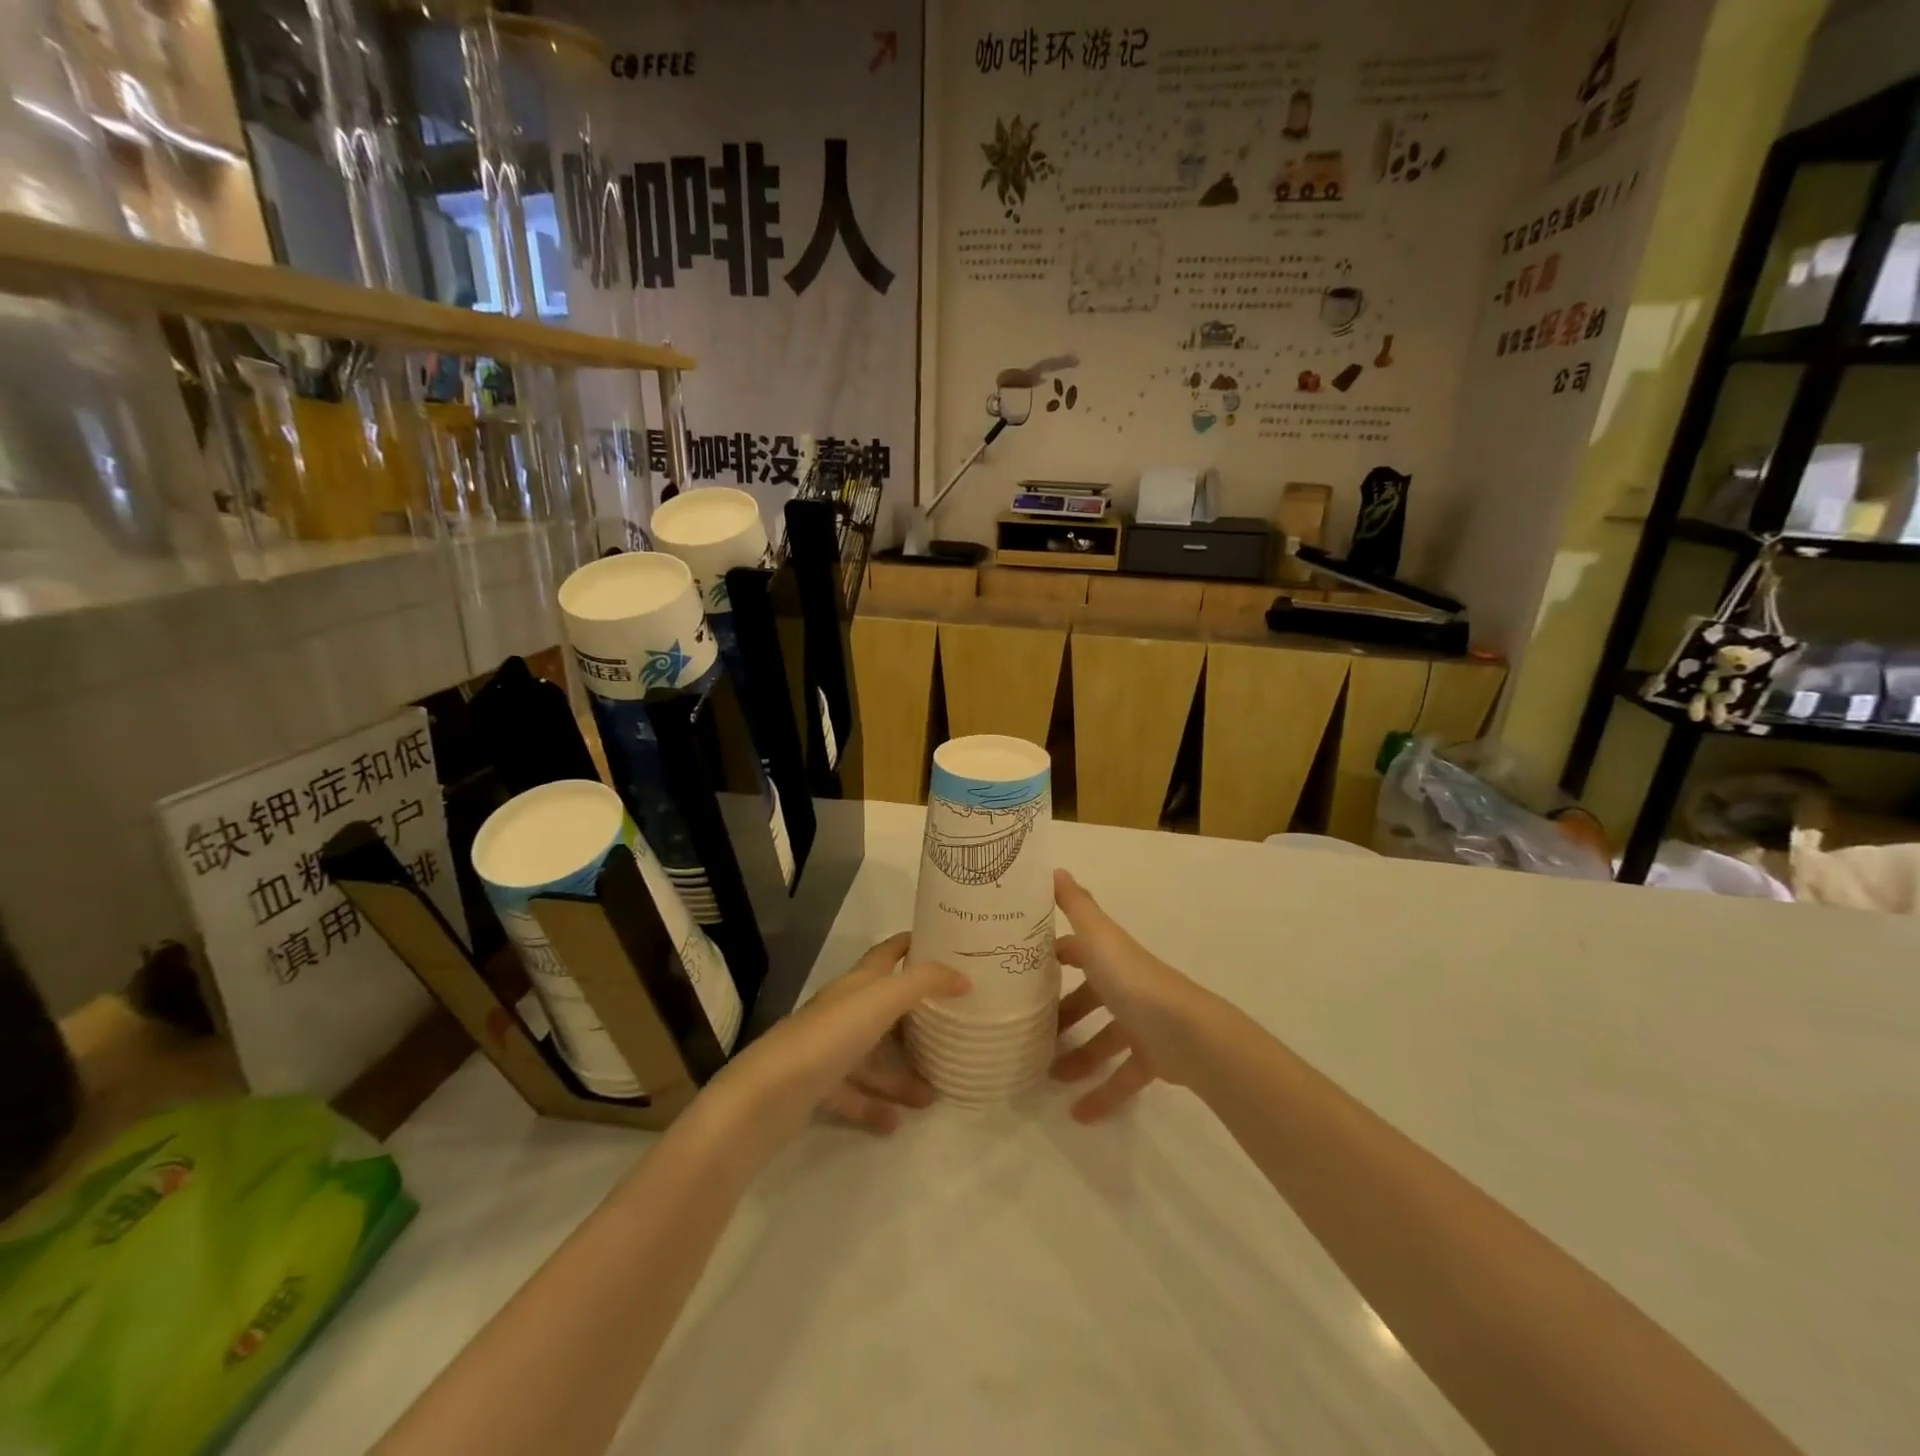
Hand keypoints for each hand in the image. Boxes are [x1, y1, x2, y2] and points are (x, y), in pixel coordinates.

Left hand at [713, 932, 968, 1141]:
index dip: (913, 944)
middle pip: (885, 1008)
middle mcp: (842, 1011)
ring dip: (902, 1073)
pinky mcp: (817, 1087)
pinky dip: (875, 1106)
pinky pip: (854, 1095)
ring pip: (873, 1057)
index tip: (946, 945)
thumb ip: (923, 983)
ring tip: (934, 1093)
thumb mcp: (882, 1000)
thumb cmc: (829, 1037)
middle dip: (919, 1018)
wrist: (767, 1096)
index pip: (888, 952)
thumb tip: (963, 977)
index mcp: (856, 984)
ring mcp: (827, 1050)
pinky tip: (897, 1122)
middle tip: (954, 1027)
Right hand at [1051, 869, 1209, 1120]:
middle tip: (1026, 1029)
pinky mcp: (1153, 1057)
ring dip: (1076, 1056)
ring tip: (1045, 1075)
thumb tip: (1054, 868)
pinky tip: (1078, 1114)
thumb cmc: (1133, 981)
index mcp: (1109, 956)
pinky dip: (1103, 1094)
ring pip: (1103, 1038)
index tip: (1017, 969)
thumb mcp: (1098, 938)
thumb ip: (1076, 906)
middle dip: (1060, 1013)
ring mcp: (1140, 1022)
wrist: (1187, 1033)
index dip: (1050, 956)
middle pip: (1087, 997)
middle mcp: (1124, 985)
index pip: (1075, 951)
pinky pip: (1124, 1076)